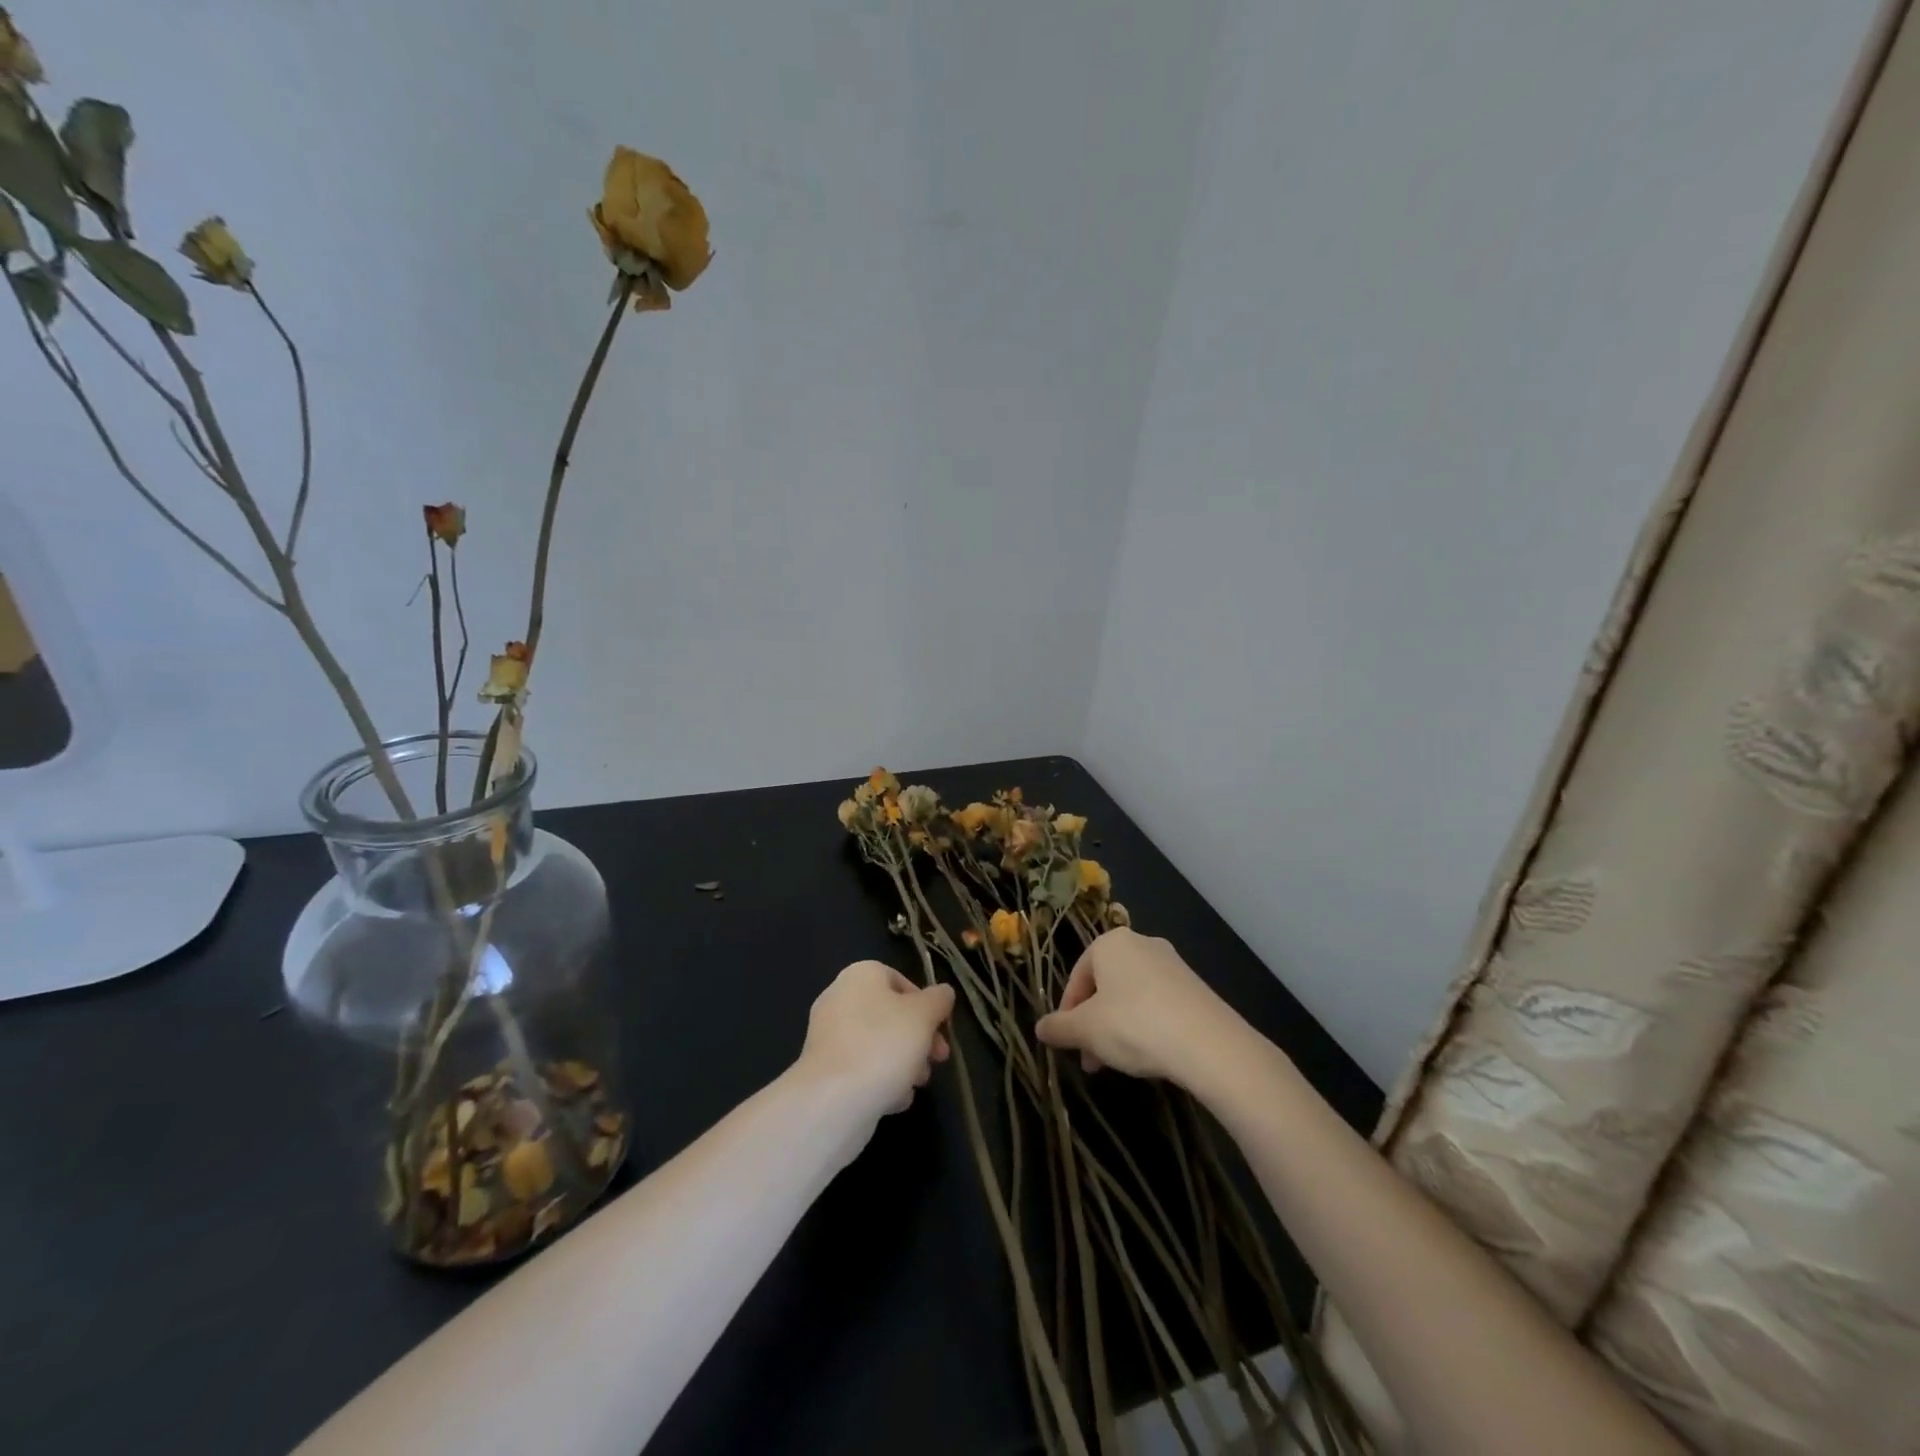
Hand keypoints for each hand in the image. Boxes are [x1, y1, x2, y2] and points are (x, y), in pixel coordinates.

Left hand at [795, 961, 954, 1120]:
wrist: (833, 1101)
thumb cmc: (884, 1045)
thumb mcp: (924, 1015)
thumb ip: (938, 1000)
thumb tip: (943, 993)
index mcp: (860, 975)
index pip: (901, 980)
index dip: (926, 1004)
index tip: (941, 1029)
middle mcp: (839, 999)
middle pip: (891, 1015)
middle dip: (919, 1039)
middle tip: (937, 1059)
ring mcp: (828, 1037)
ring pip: (878, 1044)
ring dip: (904, 1063)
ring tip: (917, 1084)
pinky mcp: (824, 1071)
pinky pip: (861, 1069)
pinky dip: (880, 1081)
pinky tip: (894, 1100)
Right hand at [1034, 929, 1242, 1083]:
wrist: (1209, 1044)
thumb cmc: (1134, 1025)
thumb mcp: (1087, 1030)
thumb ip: (1059, 1028)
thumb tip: (1039, 1028)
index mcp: (1111, 943)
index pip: (1077, 976)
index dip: (1067, 1011)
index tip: (1066, 1042)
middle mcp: (1142, 943)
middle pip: (1105, 985)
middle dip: (1093, 1023)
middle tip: (1090, 1059)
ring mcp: (1172, 964)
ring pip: (1131, 996)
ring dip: (1117, 1028)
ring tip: (1117, 1064)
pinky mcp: (1195, 987)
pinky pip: (1158, 1003)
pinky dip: (1146, 1026)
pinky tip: (1148, 1055)